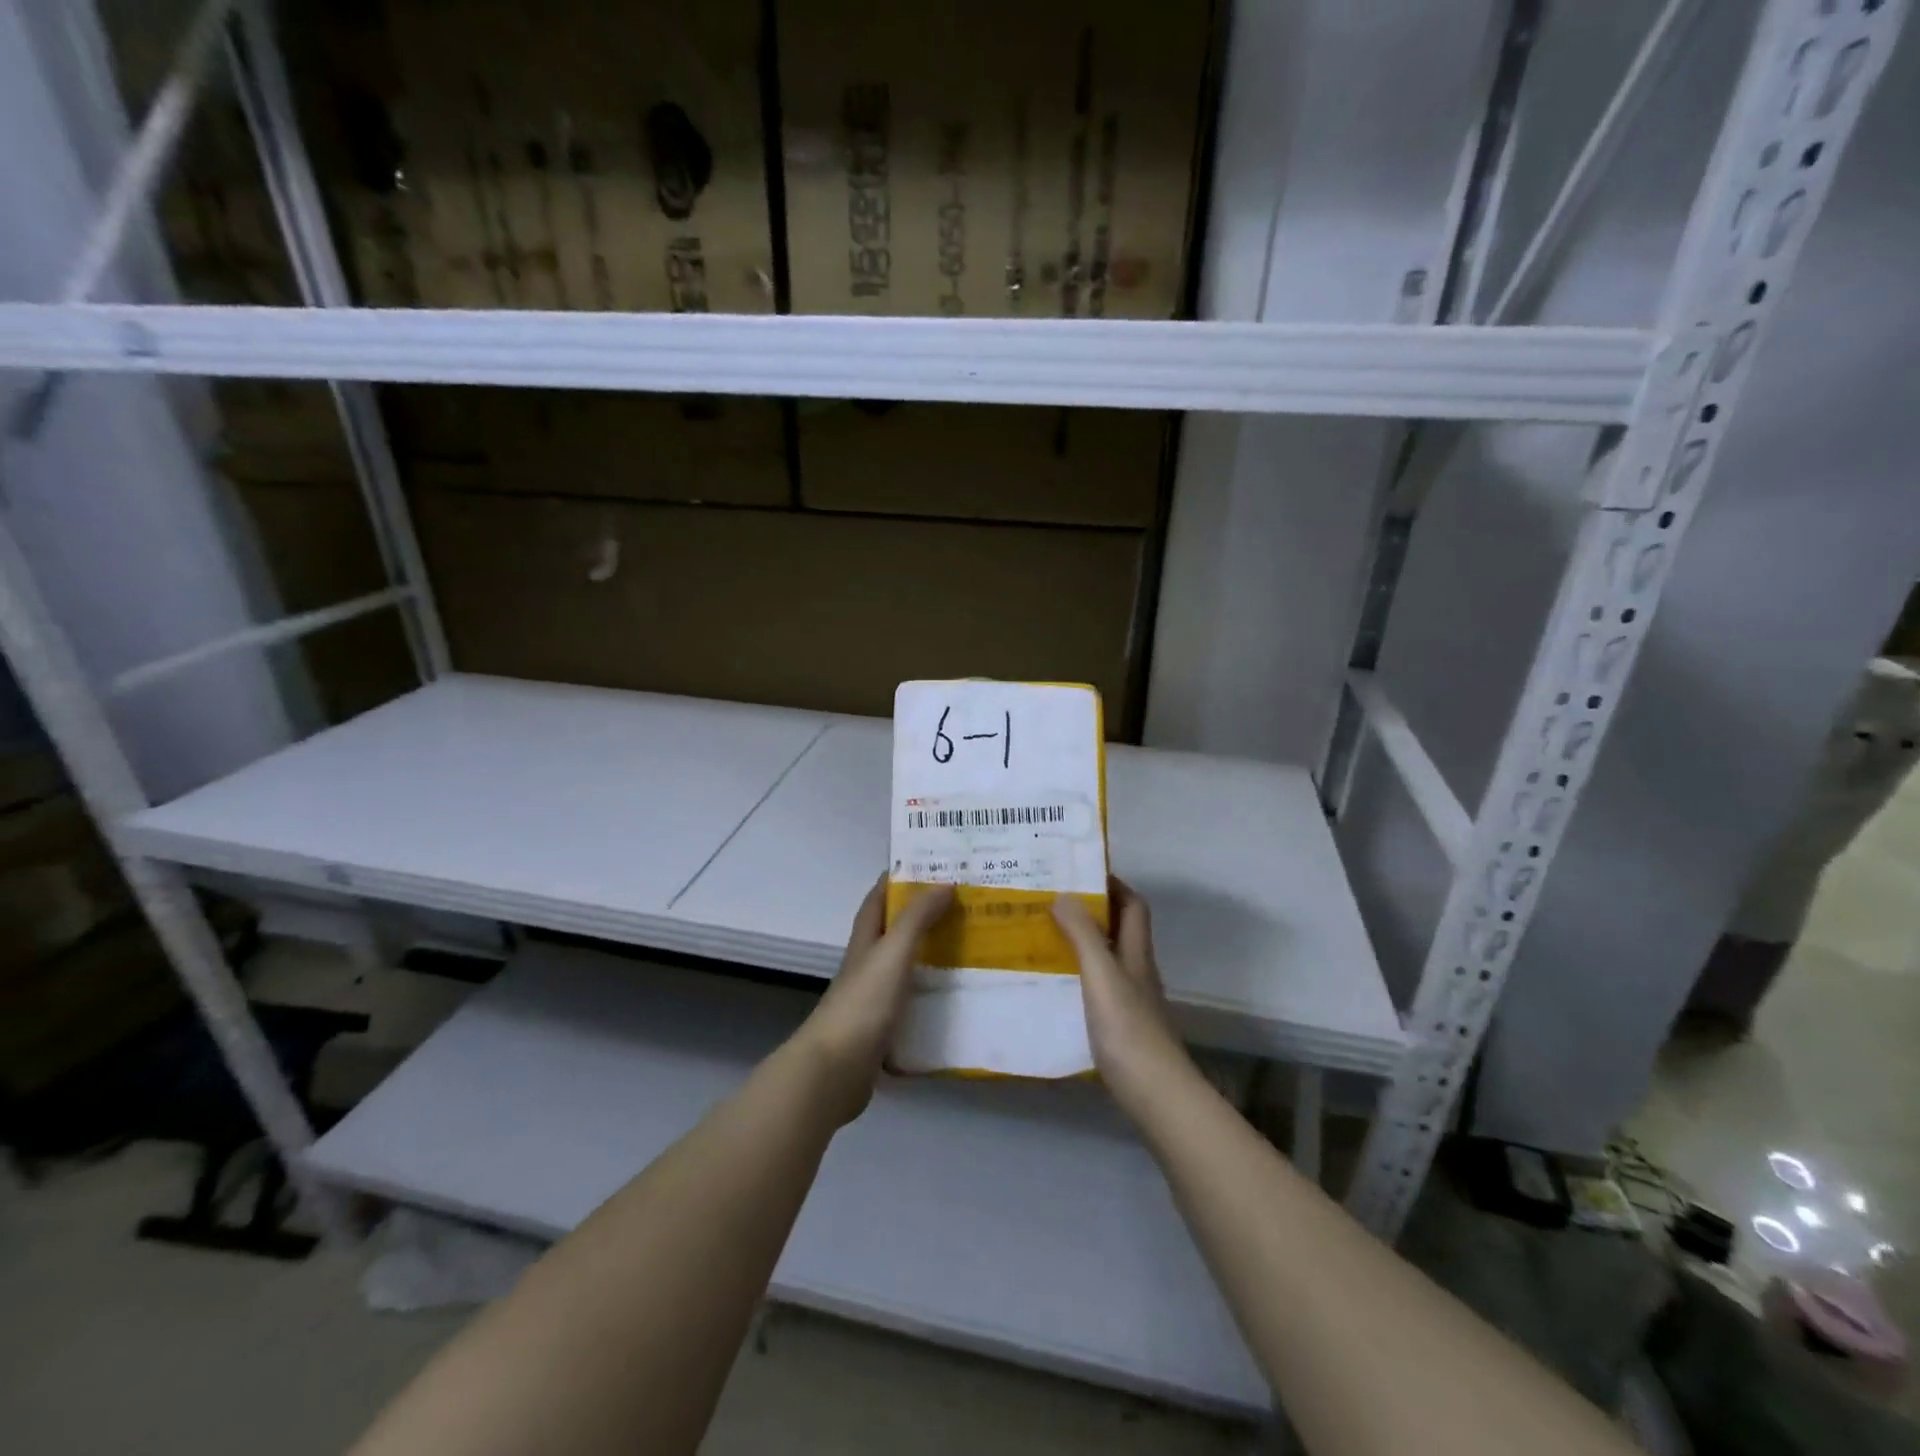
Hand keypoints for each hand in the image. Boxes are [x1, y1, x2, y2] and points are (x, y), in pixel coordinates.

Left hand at [791, 877, 953, 1123]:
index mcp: (866, 941)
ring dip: (933, 955)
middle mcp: (868, 965)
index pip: (879, 898)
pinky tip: (960, 1000)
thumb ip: (917, 918)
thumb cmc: (863, 1003)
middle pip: (896, 931)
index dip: (900, 878)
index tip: (933, 864)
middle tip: (965, 906)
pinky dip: (934, 996)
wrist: (835, 1072)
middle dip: (925, 915)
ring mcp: (875, 999)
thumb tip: (944, 882)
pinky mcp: (885, 1030)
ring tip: (972, 948)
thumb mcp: (892, 953)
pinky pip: (915, 1003)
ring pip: (907, 967)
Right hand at [1051, 879, 1193, 1119]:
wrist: (1155, 1095)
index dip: (1112, 885)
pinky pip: (1095, 987)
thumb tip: (1064, 894)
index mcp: (1136, 953)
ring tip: (1041, 937)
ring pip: (1105, 959)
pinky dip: (1076, 977)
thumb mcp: (1101, 976)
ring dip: (1079, 943)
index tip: (1079, 873)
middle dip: (1089, 911)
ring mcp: (1129, 1001)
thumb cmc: (1128, 1030)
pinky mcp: (1119, 1027)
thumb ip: (1083, 935)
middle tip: (1048, 902)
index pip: (1133, 905)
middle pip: (1118, 930)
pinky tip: (1051, 986)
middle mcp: (1136, 971)